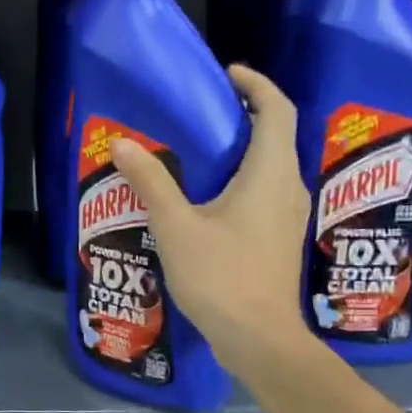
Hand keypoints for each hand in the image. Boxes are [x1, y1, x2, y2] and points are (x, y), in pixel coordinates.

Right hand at [109, 63, 311, 369]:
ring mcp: (288, 215)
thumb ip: (151, 181)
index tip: (226, 73)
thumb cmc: (221, 276)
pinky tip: (207, 196)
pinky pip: (265, 190)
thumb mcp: (176, 226)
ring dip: (242, 148)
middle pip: (276, 134)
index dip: (256, 84)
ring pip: (271, 165)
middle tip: (200, 110)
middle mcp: (288, 187)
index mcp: (270, 174)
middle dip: (244, 114)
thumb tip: (122, 143)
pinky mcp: (279, 237)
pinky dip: (241, 177)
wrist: (258, 338)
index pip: (277, 110)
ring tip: (197, 149)